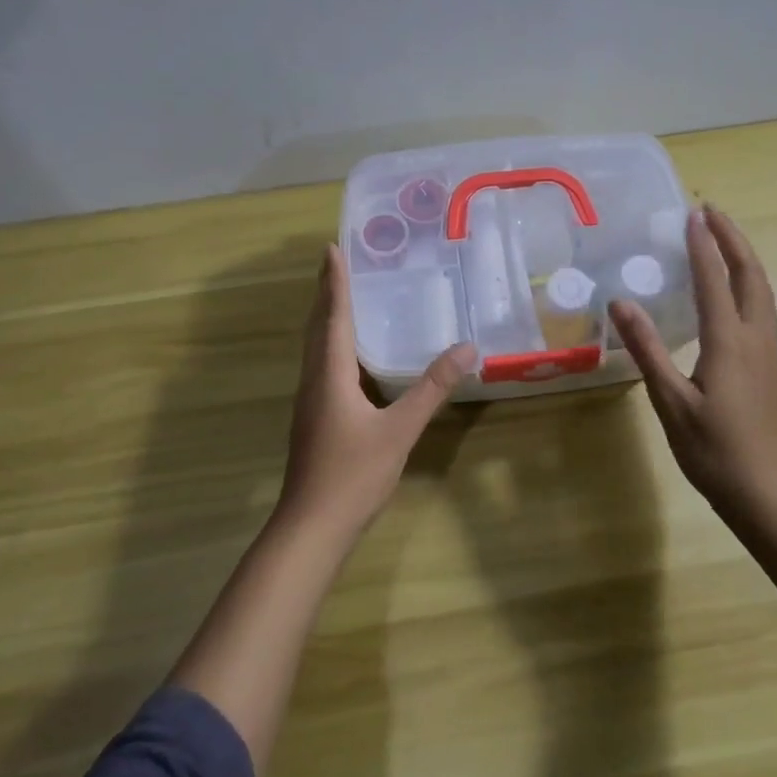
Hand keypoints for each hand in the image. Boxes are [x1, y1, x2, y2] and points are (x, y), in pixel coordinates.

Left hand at [280, 244, 476, 539]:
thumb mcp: (399, 430)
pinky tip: (348, 355)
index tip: (332, 248)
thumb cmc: (353, 474)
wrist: (311, 527)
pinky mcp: (313, 418)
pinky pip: (321, 365)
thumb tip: (466, 348)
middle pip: (318, 326)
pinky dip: (331, 343)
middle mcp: (314, 380)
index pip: (333, 316)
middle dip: (327, 292)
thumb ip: (431, 389)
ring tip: (341, 296)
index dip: (335, 281)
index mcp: (330, 374)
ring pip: (315, 347)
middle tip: (337, 262)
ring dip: (326, 317)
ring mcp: (310, 401)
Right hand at [609, 206, 776, 522]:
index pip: (715, 280)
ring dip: (744, 258)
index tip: (692, 214)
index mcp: (729, 342)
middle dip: (733, 240)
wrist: (768, 493)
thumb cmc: (714, 450)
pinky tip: (732, 291)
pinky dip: (747, 283)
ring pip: (761, 291)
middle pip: (751, 276)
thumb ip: (647, 349)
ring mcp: (767, 353)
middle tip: (712, 213)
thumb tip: (621, 301)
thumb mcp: (670, 401)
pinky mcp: (769, 367)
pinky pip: (760, 308)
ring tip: (723, 239)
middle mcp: (754, 338)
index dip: (703, 245)